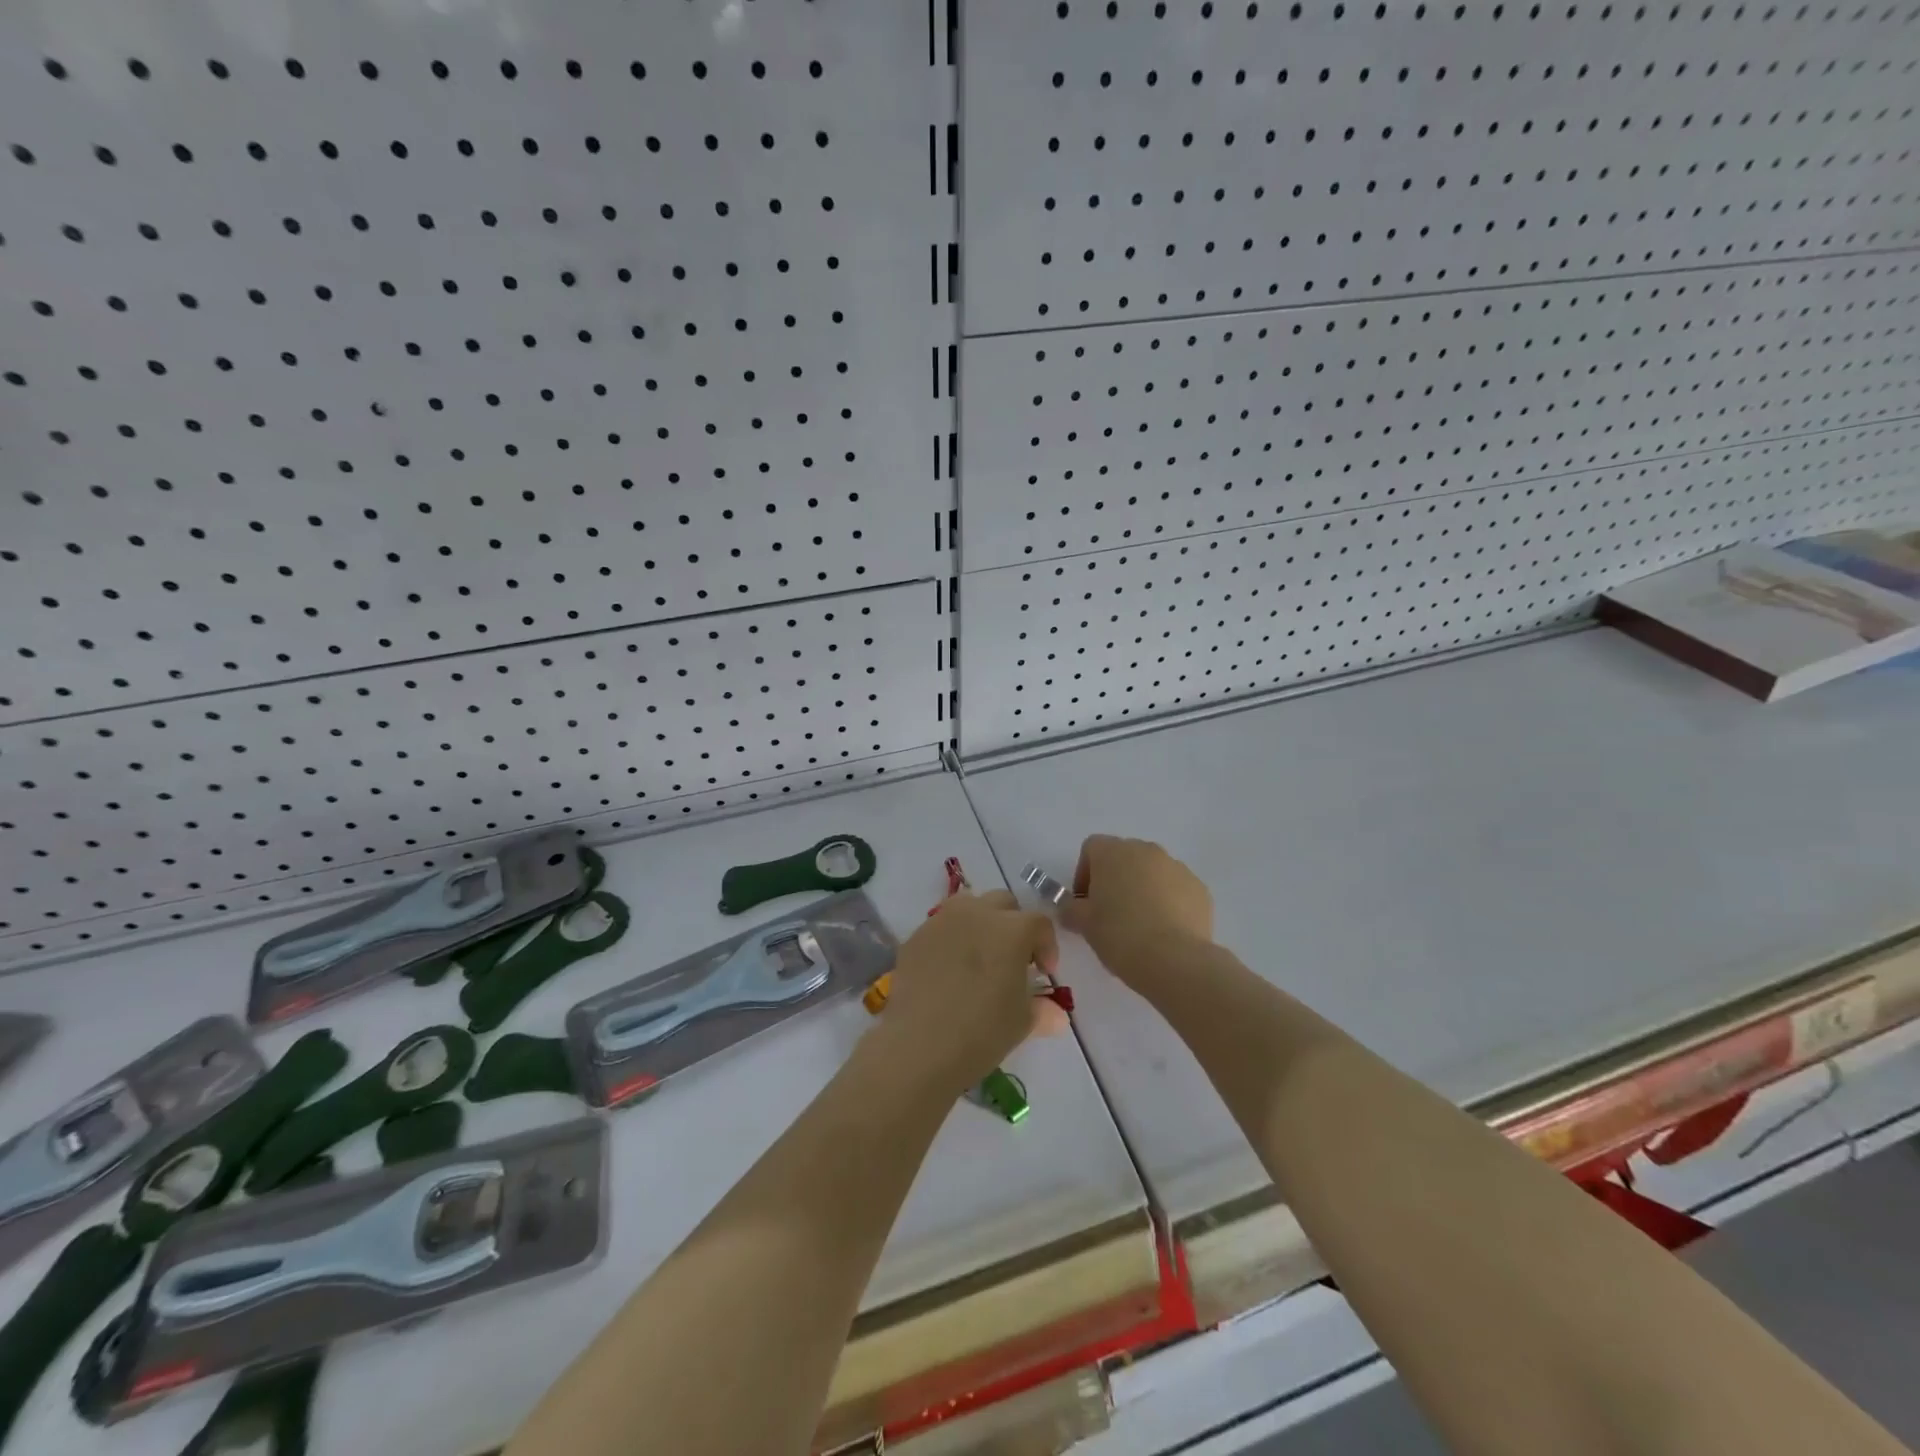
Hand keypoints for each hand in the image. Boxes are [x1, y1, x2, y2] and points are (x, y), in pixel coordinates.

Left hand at [874, 890, 1063, 1094]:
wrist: (919, 1046)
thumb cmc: (982, 1032)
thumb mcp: (1021, 1023)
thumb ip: (1042, 1010)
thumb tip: (1056, 1015)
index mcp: (1012, 929)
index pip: (1039, 923)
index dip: (1046, 946)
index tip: (1044, 972)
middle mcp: (977, 914)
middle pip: (1003, 903)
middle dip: (1013, 925)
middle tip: (1012, 958)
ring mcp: (942, 921)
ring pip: (968, 906)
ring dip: (980, 923)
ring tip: (978, 957)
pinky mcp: (916, 937)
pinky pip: (940, 928)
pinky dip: (950, 940)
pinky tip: (947, 972)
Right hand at [1060, 835, 1213, 984]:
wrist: (1175, 960)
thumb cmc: (1120, 934)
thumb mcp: (1083, 924)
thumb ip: (1070, 909)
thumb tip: (1070, 908)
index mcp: (1113, 852)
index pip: (1091, 848)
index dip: (1084, 873)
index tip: (1085, 902)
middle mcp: (1146, 850)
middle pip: (1124, 857)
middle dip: (1115, 880)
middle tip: (1110, 914)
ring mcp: (1177, 867)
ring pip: (1152, 873)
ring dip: (1143, 890)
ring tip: (1140, 926)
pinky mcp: (1200, 889)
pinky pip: (1176, 889)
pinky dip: (1168, 903)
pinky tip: (1165, 932)